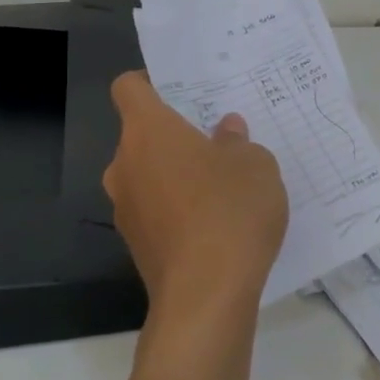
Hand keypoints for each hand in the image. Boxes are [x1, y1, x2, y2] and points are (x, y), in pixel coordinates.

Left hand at [104, 72, 288, 333]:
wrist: (206, 297)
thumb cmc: (229, 210)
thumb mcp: (255, 164)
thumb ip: (237, 141)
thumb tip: (225, 131)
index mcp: (148, 131)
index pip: (129, 88)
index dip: (150, 82)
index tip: (181, 89)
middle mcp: (125, 165)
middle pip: (142, 135)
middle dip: (175, 135)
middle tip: (218, 140)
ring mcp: (126, 209)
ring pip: (149, 175)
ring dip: (177, 174)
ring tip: (223, 185)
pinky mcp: (137, 245)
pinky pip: (156, 210)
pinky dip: (178, 209)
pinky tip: (216, 224)